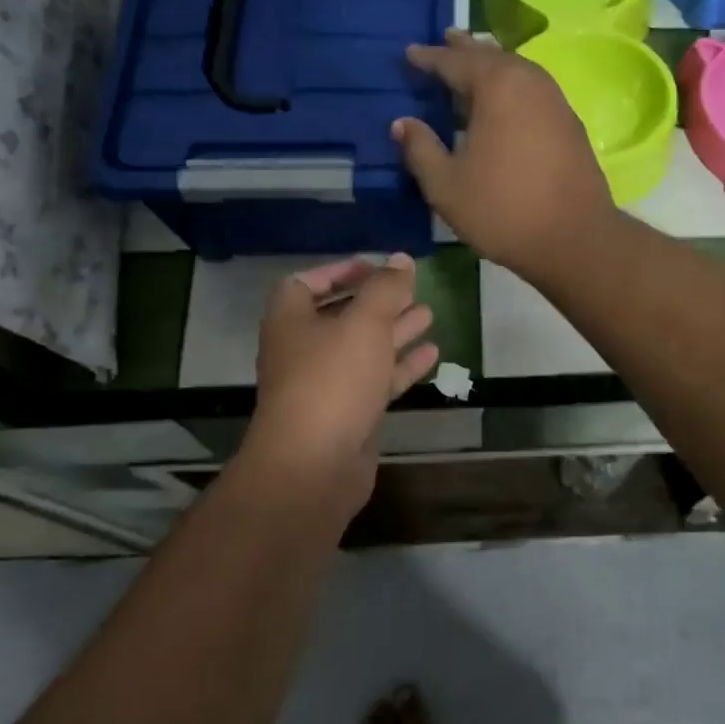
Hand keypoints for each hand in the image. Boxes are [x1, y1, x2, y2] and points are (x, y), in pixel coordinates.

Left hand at [243, 256, 438, 510]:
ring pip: (363, 349)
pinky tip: (433, 352)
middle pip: (341, 316)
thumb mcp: (364, 323)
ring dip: (394, 331)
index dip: (338, 272)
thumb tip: (401, 259)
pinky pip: (377, 380)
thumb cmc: (332, 380)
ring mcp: (326, 385)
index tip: (374, 268)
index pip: (305, 284)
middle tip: (411, 289)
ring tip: (429, 314)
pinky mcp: (348, 414)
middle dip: (376, 301)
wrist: (314, 464)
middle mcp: (304, 350)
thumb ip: (385, 288)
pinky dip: (402, 365)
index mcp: (291, 321)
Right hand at [391, 29, 615, 281]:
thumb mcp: (446, 185)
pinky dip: (512, 86)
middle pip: (491, 56)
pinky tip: (505, 101)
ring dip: (492, 65)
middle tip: (446, 38)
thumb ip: (420, 149)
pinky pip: (533, 90)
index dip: (429, 58)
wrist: (575, 238)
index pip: (455, 62)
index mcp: (497, 86)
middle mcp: (530, 82)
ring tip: (474, 63)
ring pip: (517, 71)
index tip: (409, 54)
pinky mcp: (570, 124)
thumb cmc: (502, 209)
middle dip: (465, 49)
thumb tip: (402, 123)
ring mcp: (556, 101)